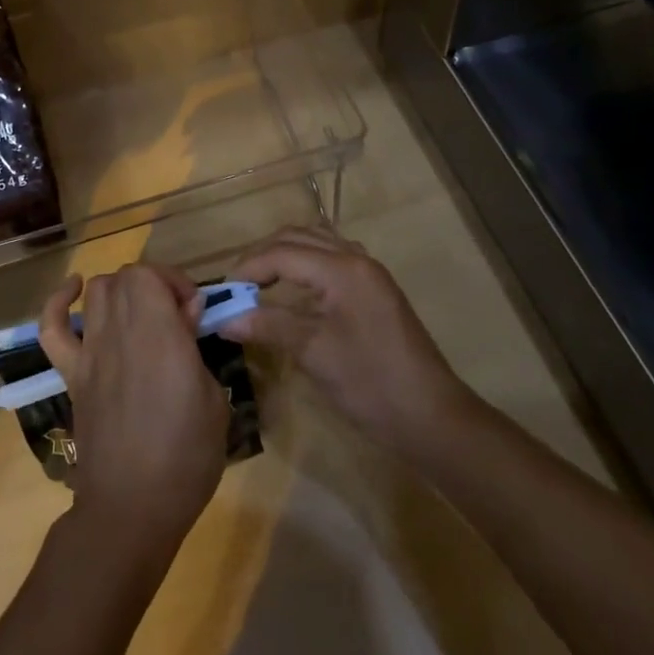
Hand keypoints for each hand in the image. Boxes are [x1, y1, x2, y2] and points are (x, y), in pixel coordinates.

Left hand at [39, 264, 227, 561]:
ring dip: (120, 291)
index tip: (193, 311)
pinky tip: (74, 292)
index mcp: (159, 334)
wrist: (131, 507)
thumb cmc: (185, 457)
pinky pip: (52, 329)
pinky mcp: (71, 374)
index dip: (173, 281)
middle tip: (174, 316)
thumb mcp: (213, 400)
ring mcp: (90, 351)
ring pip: (97, 292)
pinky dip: (58, 303)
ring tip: (139, 313)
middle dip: (154, 285)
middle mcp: (119, 331)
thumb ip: (196, 349)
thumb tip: (186, 315)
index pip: (150, 274)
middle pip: (125, 277)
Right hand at [225, 226, 470, 454]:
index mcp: (342, 269)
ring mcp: (369, 273)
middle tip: (237, 285)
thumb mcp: (314, 352)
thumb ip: (268, 326)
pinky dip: (306, 263)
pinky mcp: (375, 289)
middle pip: (298, 238)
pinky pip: (332, 258)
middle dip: (263, 256)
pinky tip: (294, 289)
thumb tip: (222, 319)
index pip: (282, 253)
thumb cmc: (370, 382)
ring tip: (259, 283)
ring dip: (284, 255)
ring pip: (317, 243)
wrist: (431, 416)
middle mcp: (356, 259)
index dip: (248, 268)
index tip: (222, 291)